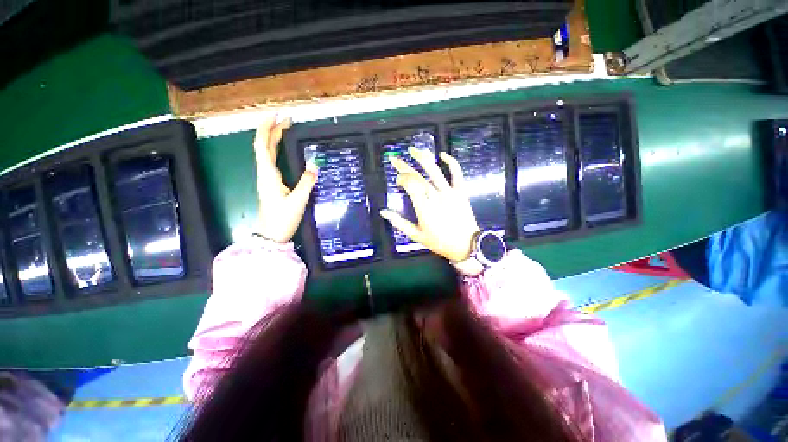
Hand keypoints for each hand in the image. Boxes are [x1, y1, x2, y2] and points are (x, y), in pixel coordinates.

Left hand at [254, 116, 317, 242]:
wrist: (272, 234)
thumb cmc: (282, 218)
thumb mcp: (298, 201)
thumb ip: (306, 183)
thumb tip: (315, 165)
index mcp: (268, 175)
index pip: (262, 145)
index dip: (267, 129)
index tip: (277, 117)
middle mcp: (265, 173)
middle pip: (264, 146)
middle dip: (273, 130)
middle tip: (287, 120)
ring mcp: (267, 178)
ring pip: (267, 153)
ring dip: (274, 139)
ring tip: (286, 129)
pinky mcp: (271, 183)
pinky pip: (271, 160)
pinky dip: (276, 149)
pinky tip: (283, 149)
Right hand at [380, 147, 479, 263]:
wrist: (466, 245)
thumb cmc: (440, 242)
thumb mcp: (416, 235)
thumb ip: (399, 223)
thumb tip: (383, 212)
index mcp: (423, 207)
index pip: (409, 184)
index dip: (401, 178)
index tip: (397, 181)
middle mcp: (435, 196)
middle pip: (418, 176)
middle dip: (404, 166)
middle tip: (394, 159)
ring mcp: (449, 192)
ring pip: (434, 170)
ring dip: (423, 158)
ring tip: (413, 150)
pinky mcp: (461, 191)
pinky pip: (457, 173)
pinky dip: (451, 162)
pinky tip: (443, 155)